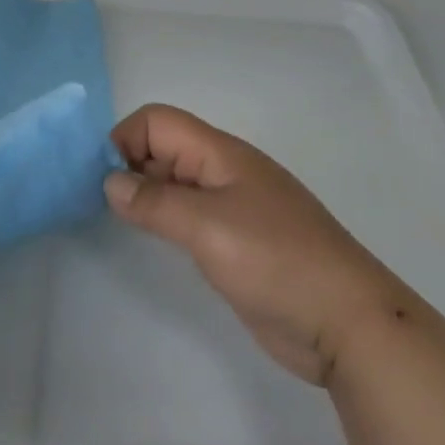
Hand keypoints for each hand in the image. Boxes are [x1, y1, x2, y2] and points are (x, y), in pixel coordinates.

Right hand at [104, 104, 393, 385]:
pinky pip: (188, 214)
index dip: (124, 140)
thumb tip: (109, 181)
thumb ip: (154, 202)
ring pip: (174, 181)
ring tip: (115, 219)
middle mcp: (223, 171)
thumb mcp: (207, 227)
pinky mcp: (236, 240)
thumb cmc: (276, 262)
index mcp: (220, 153)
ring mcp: (232, 206)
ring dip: (143, 192)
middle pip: (164, 147)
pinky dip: (163, 217)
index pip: (157, 122)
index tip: (100, 180)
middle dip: (128, 164)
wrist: (347, 322)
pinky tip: (150, 238)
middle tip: (97, 202)